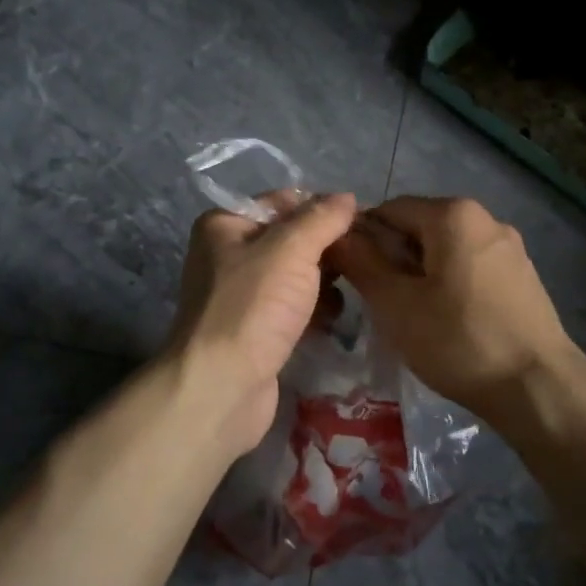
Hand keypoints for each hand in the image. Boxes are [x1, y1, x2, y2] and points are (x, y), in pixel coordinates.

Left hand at [167, 191, 357, 455]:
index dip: (323, 210)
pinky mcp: (256, 330)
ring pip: (297, 277)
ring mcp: (242, 296)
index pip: (284, 202)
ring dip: (325, 283)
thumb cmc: (252, 308)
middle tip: (364, 260)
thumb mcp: (290, 251)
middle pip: (292, 240)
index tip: (361, 225)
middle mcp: (229, 255)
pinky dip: (315, 311)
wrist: (221, 388)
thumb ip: (321, 219)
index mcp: (225, 225)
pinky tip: (335, 320)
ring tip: (354, 291)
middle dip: (327, 250)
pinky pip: (294, 308)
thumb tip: (347, 197)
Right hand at [327, 196, 581, 421]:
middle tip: (379, 303)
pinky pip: (471, 268)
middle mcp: (486, 218)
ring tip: (411, 317)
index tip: (350, 277)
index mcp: (454, 214)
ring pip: (445, 251)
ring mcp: (510, 247)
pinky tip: (447, 322)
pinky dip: (449, 285)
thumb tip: (339, 235)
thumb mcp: (396, 304)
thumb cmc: (458, 341)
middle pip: (419, 228)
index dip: (361, 239)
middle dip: (393, 259)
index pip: (388, 210)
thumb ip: (362, 262)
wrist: (537, 387)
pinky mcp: (522, 276)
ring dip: (420, 275)